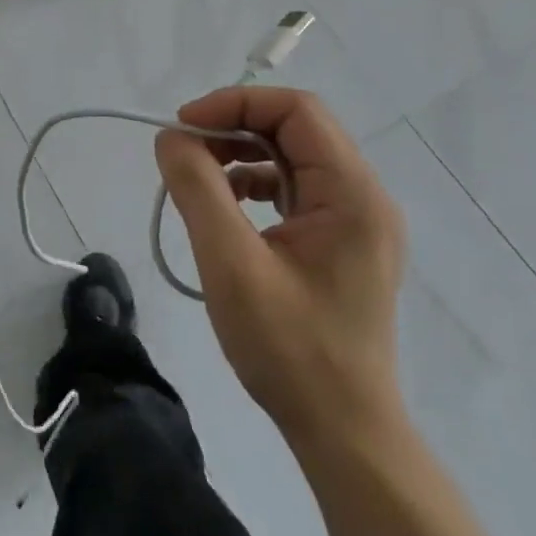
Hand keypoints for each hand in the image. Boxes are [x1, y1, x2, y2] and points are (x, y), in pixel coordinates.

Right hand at [154, 87, 406, 453]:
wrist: (342, 431)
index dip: (235, 104)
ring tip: (197, 177)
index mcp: (353, 194)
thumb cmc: (289, 349)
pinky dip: (253, 182)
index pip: (296, 111)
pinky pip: (294, 187)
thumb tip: (171, 137)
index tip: (183, 127)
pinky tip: (224, 206)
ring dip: (241, 153)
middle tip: (183, 151)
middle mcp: (364, 197)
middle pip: (296, 127)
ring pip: (292, 155)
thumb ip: (198, 188)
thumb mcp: (231, 263)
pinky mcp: (340, 241)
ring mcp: (355, 220)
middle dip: (234, 126)